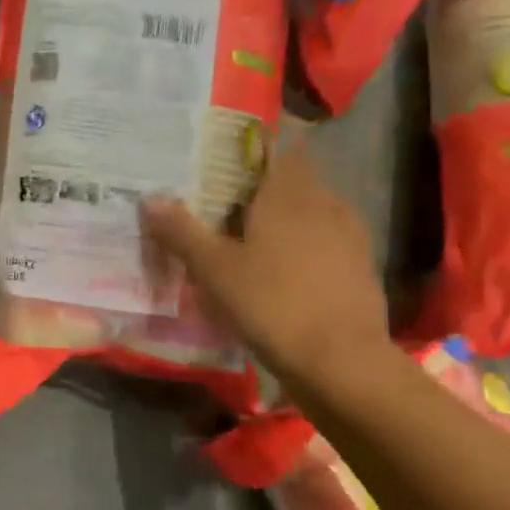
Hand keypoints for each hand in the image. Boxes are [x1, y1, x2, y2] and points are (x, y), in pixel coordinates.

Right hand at [140, 135, 387, 389]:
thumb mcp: (214, 270)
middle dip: (264, 185)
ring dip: (286, 214)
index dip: (252, 149)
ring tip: (252, 234)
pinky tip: (283, 267)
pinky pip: (327, 239)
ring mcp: (349, 235)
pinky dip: (305, 243)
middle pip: (294, 179)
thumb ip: (182, 232)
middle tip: (227, 201)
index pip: (276, 149)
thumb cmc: (272, 304)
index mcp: (288, 194)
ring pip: (313, 209)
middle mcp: (324, 203)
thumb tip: (150, 198)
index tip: (224, 158)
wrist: (341, 360)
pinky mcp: (359, 266)